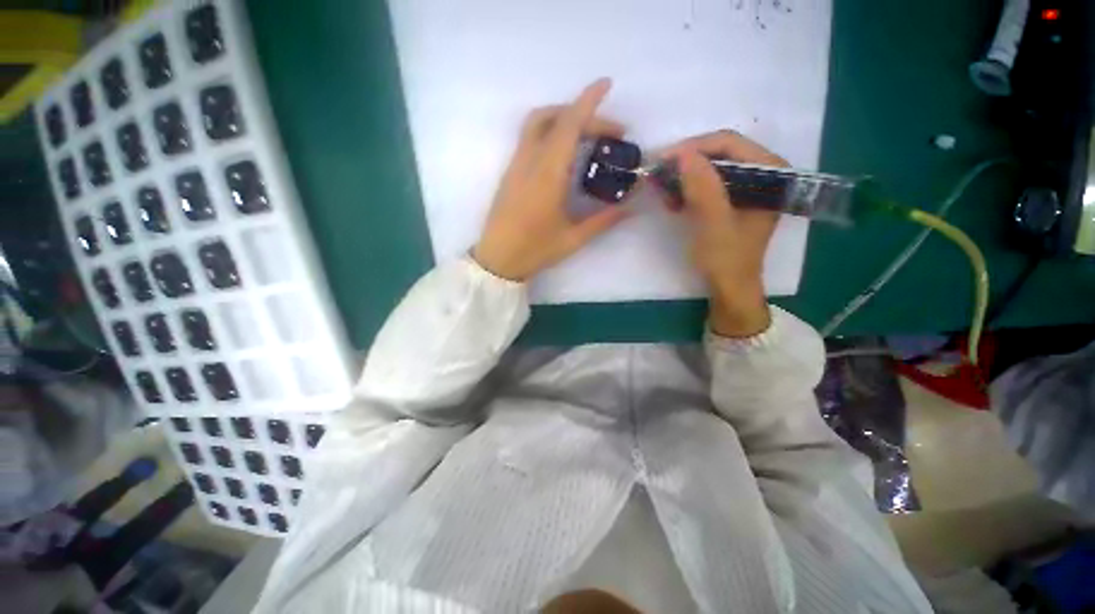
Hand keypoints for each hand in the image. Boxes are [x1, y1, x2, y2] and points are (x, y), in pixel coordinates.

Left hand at [473, 79, 629, 281]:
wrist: (497, 260)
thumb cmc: (535, 251)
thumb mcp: (574, 238)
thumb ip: (604, 219)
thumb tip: (632, 205)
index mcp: (548, 175)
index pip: (569, 125)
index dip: (589, 102)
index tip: (606, 84)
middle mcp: (530, 161)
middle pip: (556, 118)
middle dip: (585, 115)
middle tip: (611, 134)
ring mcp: (516, 164)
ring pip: (538, 123)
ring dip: (563, 117)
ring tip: (588, 134)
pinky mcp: (510, 172)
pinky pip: (529, 138)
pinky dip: (550, 130)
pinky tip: (564, 152)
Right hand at [660, 131, 786, 337]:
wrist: (729, 286)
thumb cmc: (726, 259)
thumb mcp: (714, 223)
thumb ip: (703, 187)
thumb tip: (682, 153)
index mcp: (771, 172)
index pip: (729, 143)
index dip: (693, 148)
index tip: (662, 160)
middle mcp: (763, 172)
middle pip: (719, 152)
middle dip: (687, 163)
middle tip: (659, 176)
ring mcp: (748, 185)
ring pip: (711, 166)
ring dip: (684, 176)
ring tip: (664, 191)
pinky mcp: (733, 198)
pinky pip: (708, 182)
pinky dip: (688, 189)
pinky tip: (674, 201)